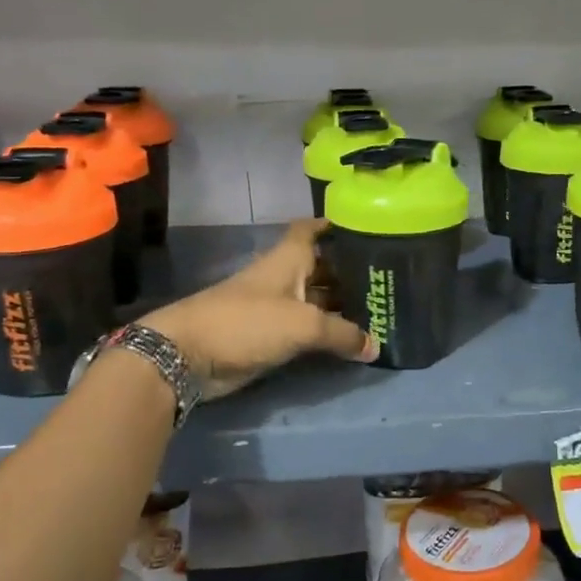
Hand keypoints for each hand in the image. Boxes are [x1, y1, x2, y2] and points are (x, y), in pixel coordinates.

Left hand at [140, 219, 376, 399]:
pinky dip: (328, 333)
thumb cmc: (247, 322)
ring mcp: (277, 307)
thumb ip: (343, 334)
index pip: (312, 229)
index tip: (366, 228)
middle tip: (391, 281)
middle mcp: (285, 277)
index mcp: (289, 258)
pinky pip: (307, 329)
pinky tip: (354, 341)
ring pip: (317, 300)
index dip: (335, 225)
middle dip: (352, 272)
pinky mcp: (271, 335)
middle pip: (323, 268)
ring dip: (343, 306)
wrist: (189, 355)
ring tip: (383, 311)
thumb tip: (375, 347)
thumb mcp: (304, 324)